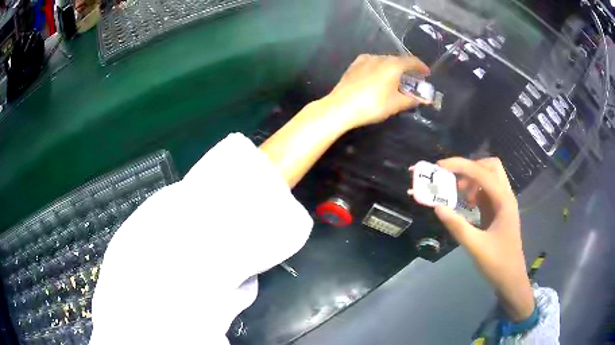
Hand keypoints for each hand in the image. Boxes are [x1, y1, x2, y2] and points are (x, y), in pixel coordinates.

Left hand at [323, 54, 429, 129]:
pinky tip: (378, 77)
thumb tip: (423, 100)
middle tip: (412, 79)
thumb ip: (412, 99)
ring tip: (395, 80)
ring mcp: (365, 60)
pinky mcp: (354, 65)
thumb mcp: (396, 104)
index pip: (412, 61)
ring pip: (384, 61)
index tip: (426, 73)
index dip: (421, 67)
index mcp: (393, 64)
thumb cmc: (373, 105)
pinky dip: (380, 69)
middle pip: (398, 60)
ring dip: (393, 68)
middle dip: (407, 69)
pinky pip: (372, 63)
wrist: (341, 107)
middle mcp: (379, 57)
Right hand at [434, 157, 534, 321]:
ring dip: (472, 178)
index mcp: (503, 201)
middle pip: (491, 166)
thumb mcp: (475, 247)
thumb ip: (457, 226)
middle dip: (470, 166)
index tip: (440, 166)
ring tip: (457, 191)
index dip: (461, 165)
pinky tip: (466, 203)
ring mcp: (503, 203)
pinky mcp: (499, 211)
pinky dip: (475, 190)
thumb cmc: (497, 263)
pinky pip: (487, 191)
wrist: (511, 279)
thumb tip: (437, 207)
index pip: (482, 173)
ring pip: (489, 177)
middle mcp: (505, 196)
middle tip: (453, 178)